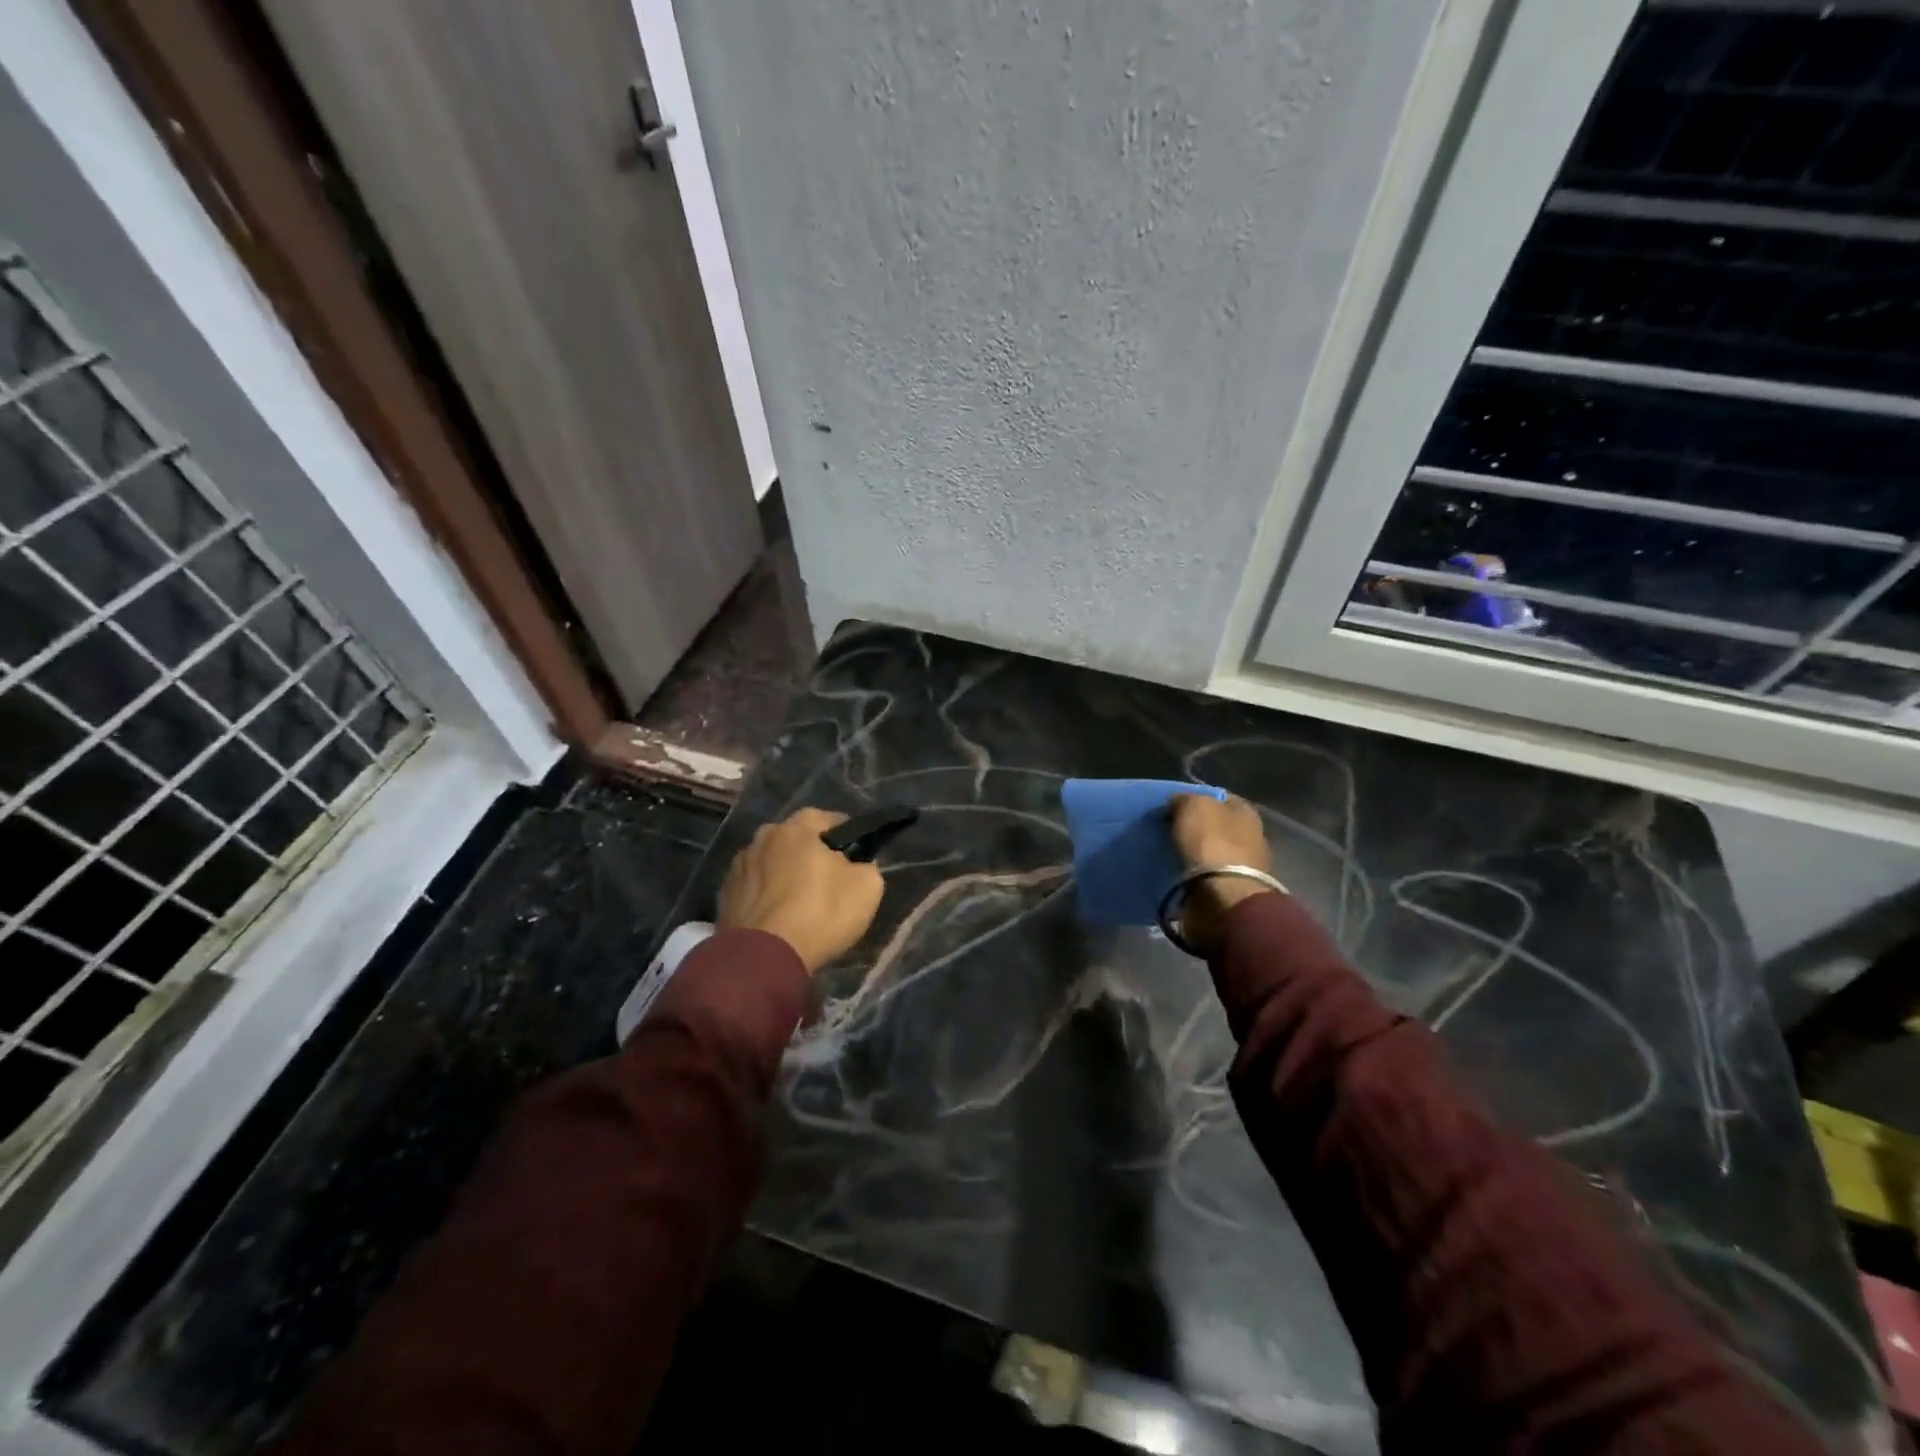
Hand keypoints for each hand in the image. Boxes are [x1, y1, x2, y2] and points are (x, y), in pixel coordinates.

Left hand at [718, 807, 885, 972]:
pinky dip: (766, 895)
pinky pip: (754, 887)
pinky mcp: (724, 895)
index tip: (855, 854)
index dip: (844, 834)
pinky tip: (777, 917)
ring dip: (784, 874)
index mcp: (796, 828)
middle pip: (794, 839)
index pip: (826, 818)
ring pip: (771, 862)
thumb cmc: (819, 914)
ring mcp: (738, 866)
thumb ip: (866, 866)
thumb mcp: (866, 888)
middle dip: (810, 853)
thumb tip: (857, 864)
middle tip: (828, 879)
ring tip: (799, 901)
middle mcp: (763, 837)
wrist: (762, 959)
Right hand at [1168, 793, 1278, 954]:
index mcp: (1246, 810)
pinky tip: (1179, 872)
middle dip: (1196, 827)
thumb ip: (1184, 799)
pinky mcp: (1234, 889)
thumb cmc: (1211, 843)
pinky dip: (1196, 873)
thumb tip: (1177, 804)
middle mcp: (1251, 834)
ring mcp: (1245, 864)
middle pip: (1218, 824)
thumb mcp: (1193, 806)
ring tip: (1170, 853)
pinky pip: (1210, 874)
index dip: (1195, 798)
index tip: (1172, 807)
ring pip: (1214, 850)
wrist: (1224, 896)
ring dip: (1196, 852)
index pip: (1219, 797)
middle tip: (1168, 830)